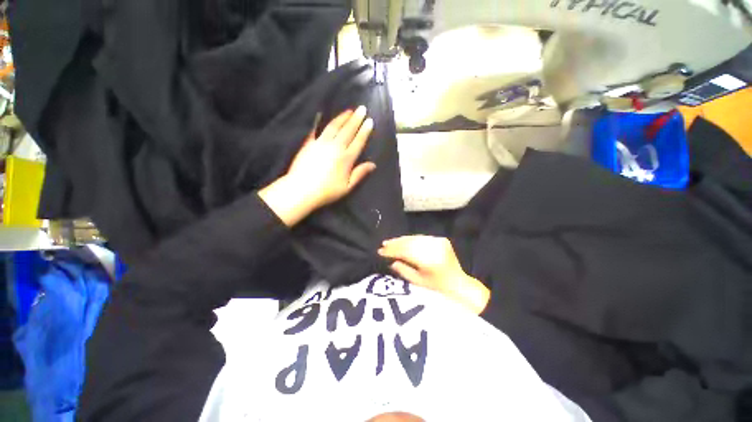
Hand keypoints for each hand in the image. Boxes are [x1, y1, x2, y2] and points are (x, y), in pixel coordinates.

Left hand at [259, 107, 375, 226]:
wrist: (301, 190)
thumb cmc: (327, 191)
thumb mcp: (347, 187)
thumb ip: (360, 174)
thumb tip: (373, 164)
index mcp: (346, 158)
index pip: (358, 141)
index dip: (365, 131)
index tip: (370, 121)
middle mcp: (335, 147)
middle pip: (348, 130)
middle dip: (356, 119)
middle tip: (362, 108)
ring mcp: (321, 143)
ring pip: (333, 127)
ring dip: (342, 117)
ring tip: (348, 110)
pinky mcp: (309, 143)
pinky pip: (315, 129)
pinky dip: (319, 121)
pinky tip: (321, 114)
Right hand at [378, 236, 489, 314]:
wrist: (460, 285)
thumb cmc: (438, 289)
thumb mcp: (418, 283)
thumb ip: (403, 270)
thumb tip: (390, 260)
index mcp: (430, 260)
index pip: (406, 251)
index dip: (392, 251)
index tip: (380, 251)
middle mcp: (435, 248)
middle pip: (410, 242)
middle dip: (395, 244)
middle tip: (383, 245)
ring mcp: (439, 242)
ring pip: (415, 238)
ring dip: (401, 240)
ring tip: (389, 242)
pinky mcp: (441, 239)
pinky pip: (421, 237)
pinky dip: (411, 239)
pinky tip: (403, 241)